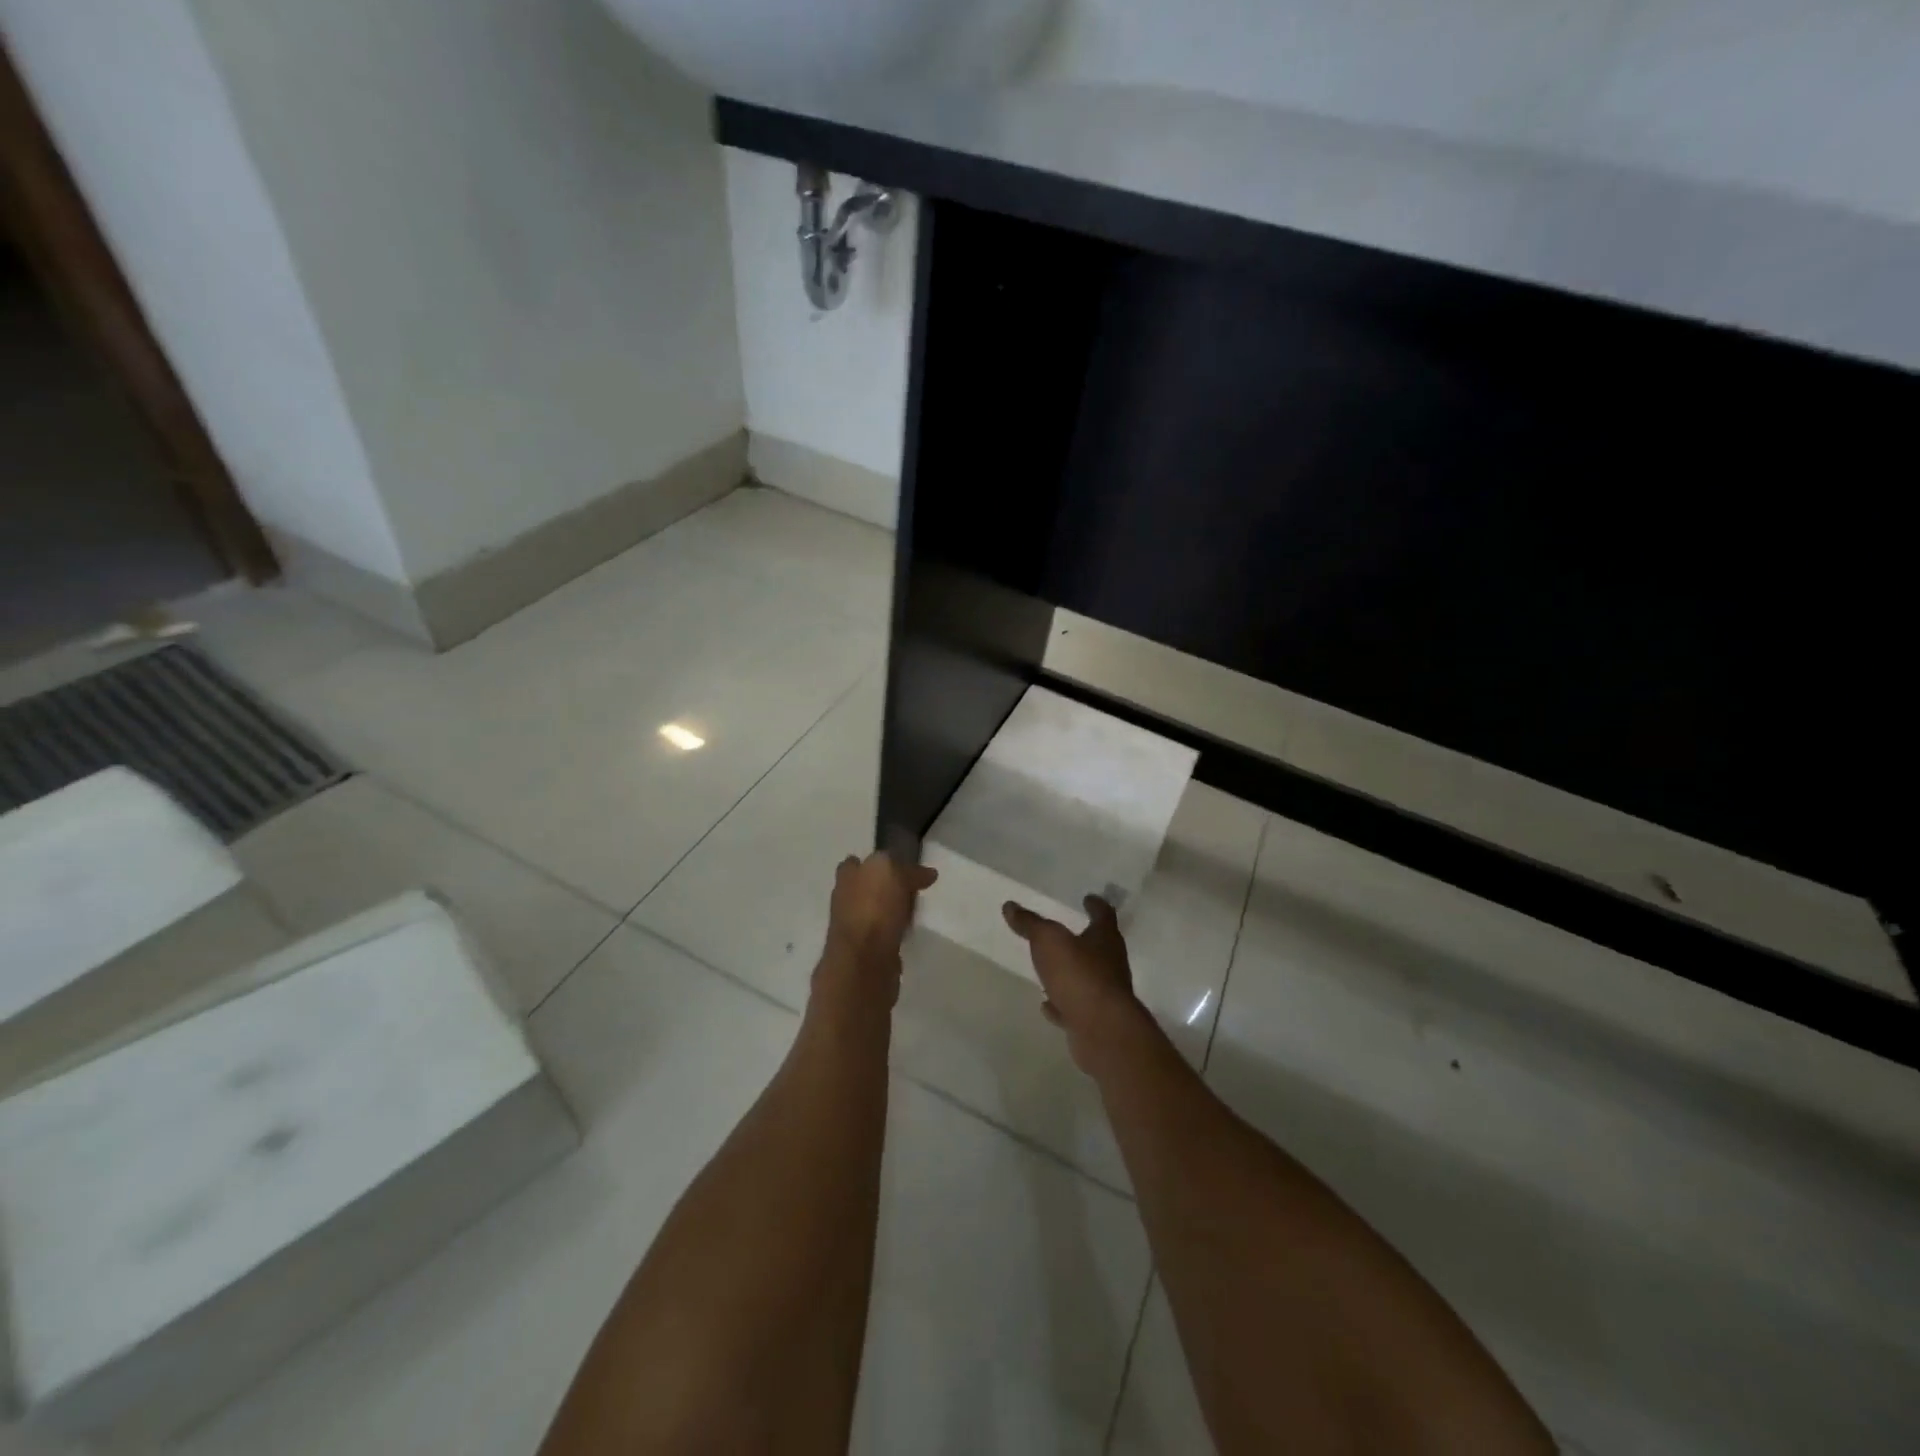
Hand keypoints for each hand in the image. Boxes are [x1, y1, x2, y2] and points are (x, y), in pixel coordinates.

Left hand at [821, 851, 936, 1003]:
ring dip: (891, 911)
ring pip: (876, 911)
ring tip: (914, 912)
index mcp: (847, 875)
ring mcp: (852, 926)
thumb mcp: (894, 872)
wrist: (863, 961)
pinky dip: (894, 932)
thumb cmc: (874, 908)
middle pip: (868, 887)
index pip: (859, 862)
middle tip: (914, 890)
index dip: (880, 863)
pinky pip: (882, 933)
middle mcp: (844, 898)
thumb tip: (928, 873)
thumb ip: (909, 870)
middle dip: (886, 888)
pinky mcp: (864, 950)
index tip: (903, 868)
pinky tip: (907, 933)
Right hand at [1002, 896, 1145, 1072]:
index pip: (1104, 915)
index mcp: (1104, 939)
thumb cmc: (1079, 975)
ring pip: (1086, 977)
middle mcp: (1110, 964)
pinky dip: (1061, 1004)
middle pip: (1099, 946)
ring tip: (1051, 968)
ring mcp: (1104, 995)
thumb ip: (1030, 924)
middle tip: (1066, 931)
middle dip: (1084, 938)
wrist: (1102, 1031)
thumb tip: (1010, 905)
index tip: (1089, 899)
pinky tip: (1047, 1004)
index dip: (1095, 905)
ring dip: (1071, 972)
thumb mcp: (1048, 941)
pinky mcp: (1094, 1021)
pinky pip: (1075, 1007)